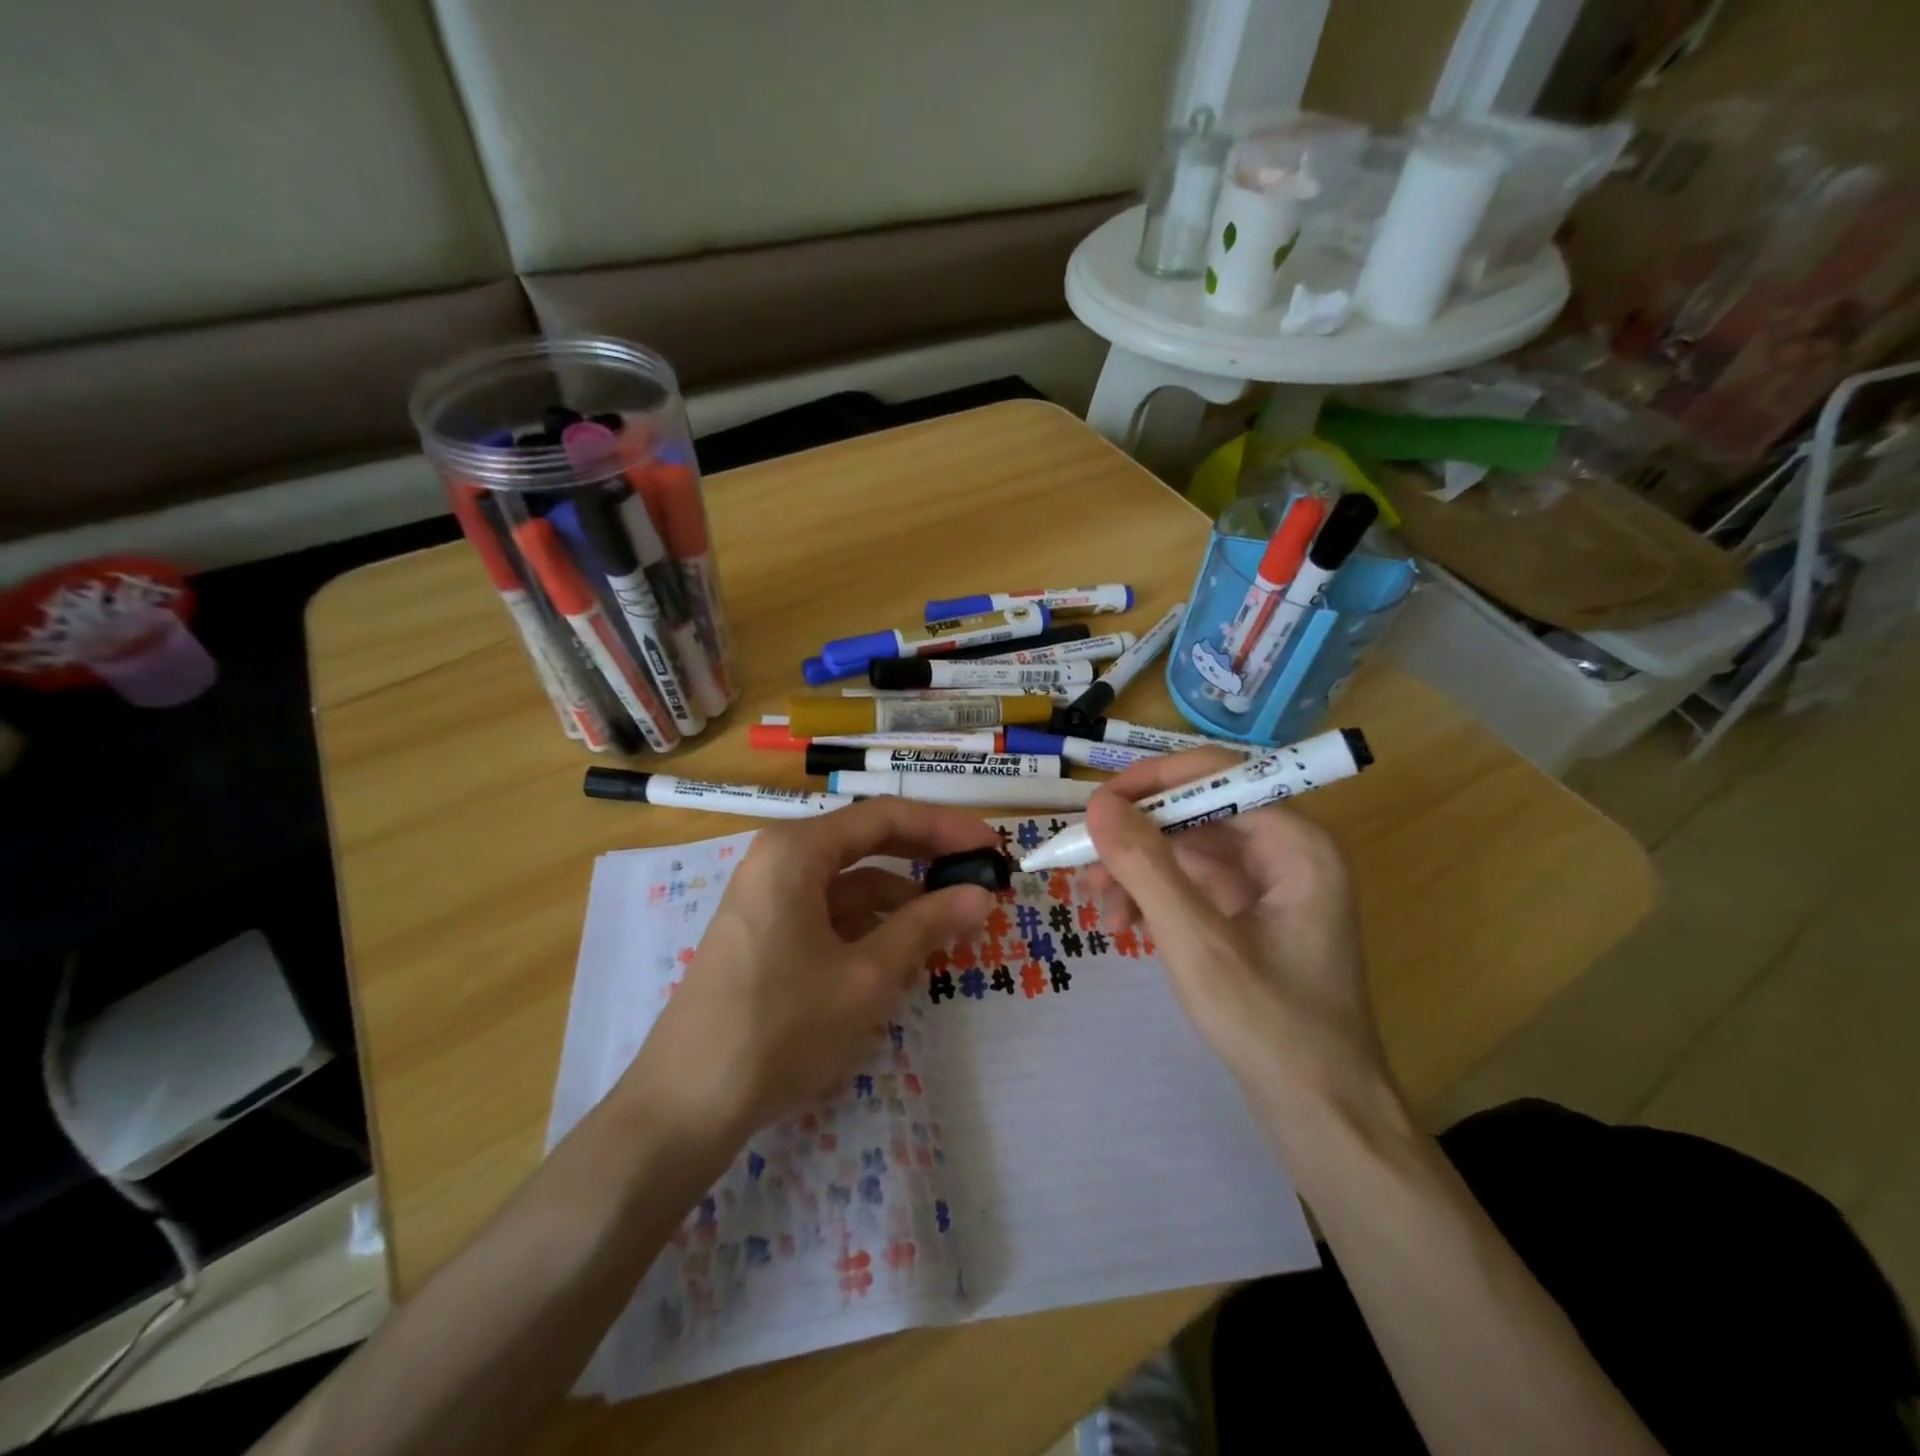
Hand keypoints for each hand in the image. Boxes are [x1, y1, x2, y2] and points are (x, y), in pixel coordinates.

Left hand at [621, 800, 996, 1142]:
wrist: (686, 1103)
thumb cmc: (782, 1027)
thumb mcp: (866, 976)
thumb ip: (926, 926)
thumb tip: (981, 895)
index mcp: (797, 851)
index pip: (886, 817)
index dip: (945, 827)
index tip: (992, 846)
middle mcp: (779, 859)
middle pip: (867, 842)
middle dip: (925, 857)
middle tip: (980, 874)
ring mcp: (767, 896)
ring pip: (849, 882)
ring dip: (899, 898)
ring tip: (949, 923)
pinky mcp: (764, 931)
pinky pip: (828, 911)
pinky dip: (868, 924)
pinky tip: (900, 952)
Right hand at [1083, 749, 1393, 1119]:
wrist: (1320, 1115)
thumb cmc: (1268, 1025)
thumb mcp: (1196, 941)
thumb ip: (1146, 866)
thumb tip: (1099, 804)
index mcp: (1296, 843)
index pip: (1217, 775)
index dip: (1152, 781)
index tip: (1097, 806)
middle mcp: (1287, 850)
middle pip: (1197, 811)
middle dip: (1138, 836)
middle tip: (1085, 861)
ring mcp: (1269, 884)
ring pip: (1188, 848)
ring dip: (1139, 869)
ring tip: (1101, 908)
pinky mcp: (1251, 914)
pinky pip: (1192, 883)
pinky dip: (1155, 896)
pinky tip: (1124, 924)